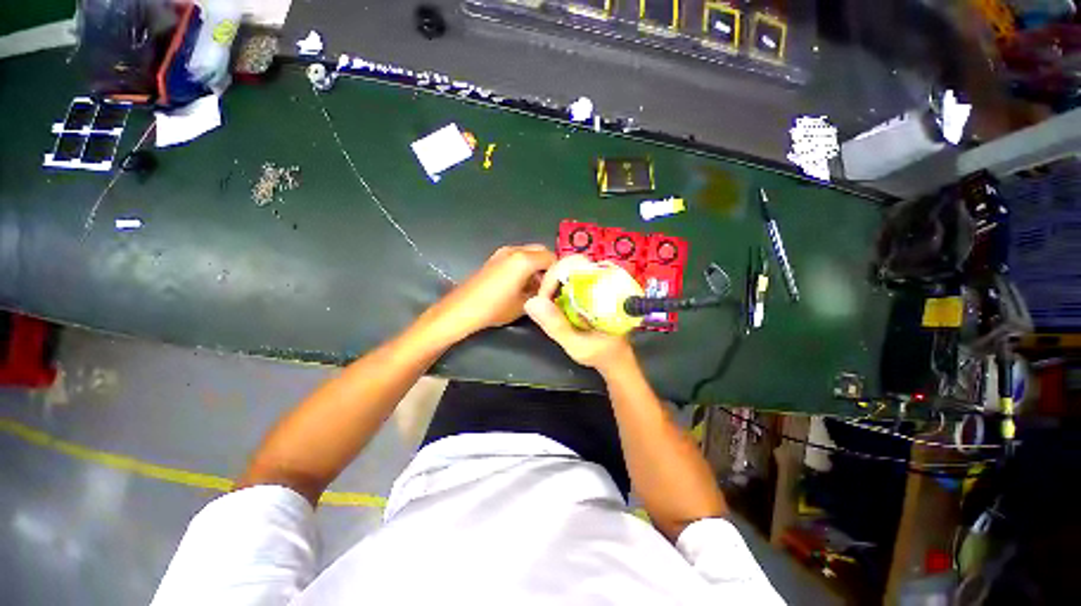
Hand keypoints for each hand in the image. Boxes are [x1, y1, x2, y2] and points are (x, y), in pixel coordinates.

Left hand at [425, 244, 556, 342]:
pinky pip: (517, 257)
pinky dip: (525, 265)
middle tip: (550, 285)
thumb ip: (540, 293)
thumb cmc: (495, 308)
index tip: (561, 285)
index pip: (552, 258)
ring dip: (536, 265)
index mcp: (524, 260)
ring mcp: (502, 253)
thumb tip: (548, 290)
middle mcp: (514, 250)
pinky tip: (522, 283)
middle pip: (541, 251)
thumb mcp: (524, 304)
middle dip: (548, 266)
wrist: (462, 309)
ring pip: (529, 253)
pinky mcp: (494, 259)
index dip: (559, 271)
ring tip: (536, 286)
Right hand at [524, 256, 635, 374]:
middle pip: (570, 264)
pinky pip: (570, 279)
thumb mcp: (577, 345)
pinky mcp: (592, 287)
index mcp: (606, 287)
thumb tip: (531, 302)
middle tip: (543, 304)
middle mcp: (604, 279)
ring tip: (548, 307)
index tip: (544, 299)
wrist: (617, 358)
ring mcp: (598, 281)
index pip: (576, 264)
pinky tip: (555, 306)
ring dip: (553, 286)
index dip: (554, 276)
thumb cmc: (602, 354)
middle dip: (550, 281)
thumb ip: (556, 326)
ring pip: (569, 270)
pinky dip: (557, 290)